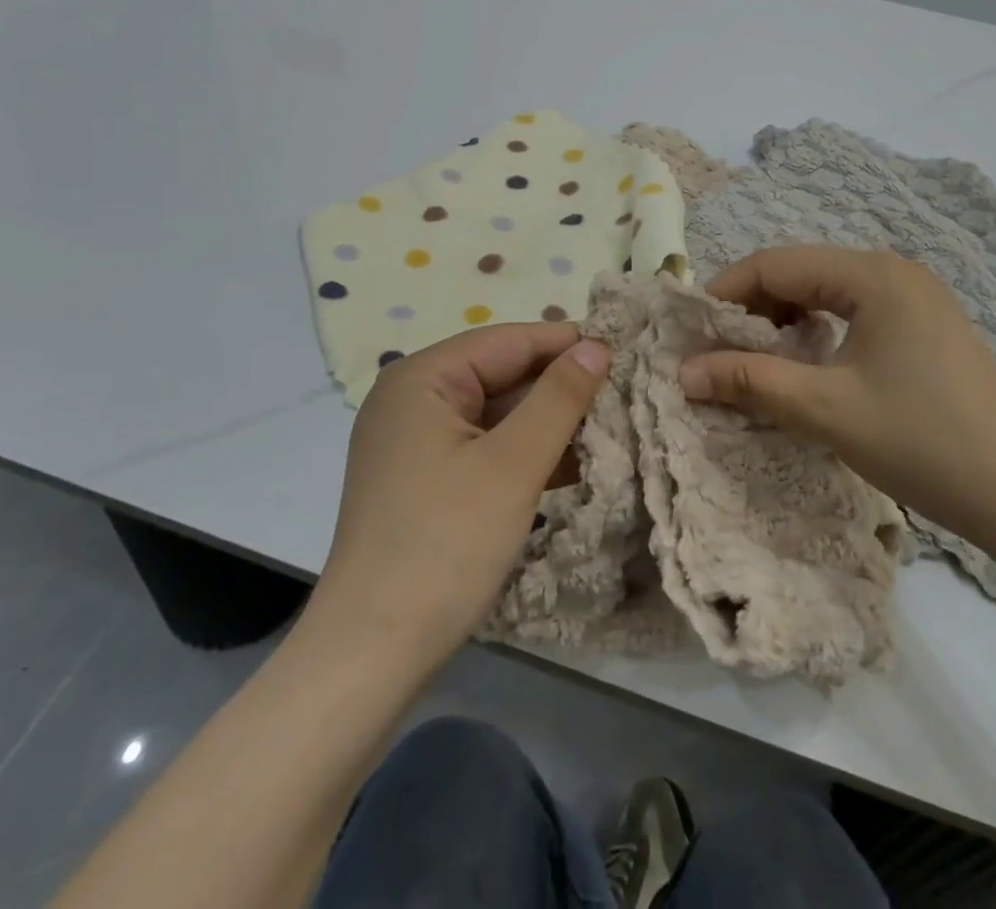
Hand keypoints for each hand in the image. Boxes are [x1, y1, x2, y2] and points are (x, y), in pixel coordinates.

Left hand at [310, 323, 609, 673]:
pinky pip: (483, 448)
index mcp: (421, 378)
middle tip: (623, 393)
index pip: (507, 340)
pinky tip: (573, 464)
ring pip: (495, 414)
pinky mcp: (423, 480)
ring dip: (547, 422)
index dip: (566, 344)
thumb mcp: (514, 465)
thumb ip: (559, 398)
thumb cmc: (445, 544)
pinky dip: (524, 453)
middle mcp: (412, 399)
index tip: (623, 351)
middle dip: (559, 387)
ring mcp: (414, 442)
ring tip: (610, 426)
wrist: (371, 654)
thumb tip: (596, 345)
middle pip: (500, 375)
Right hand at [679, 247, 995, 548]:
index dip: (725, 293)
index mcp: (871, 275)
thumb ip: (749, 381)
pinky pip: (854, 312)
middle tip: (719, 352)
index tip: (691, 332)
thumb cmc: (922, 441)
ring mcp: (916, 298)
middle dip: (753, 309)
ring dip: (784, 322)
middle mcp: (894, 272)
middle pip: (800, 273)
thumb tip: (683, 372)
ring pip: (826, 293)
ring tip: (759, 361)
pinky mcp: (926, 327)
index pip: (774, 264)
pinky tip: (810, 366)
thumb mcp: (826, 409)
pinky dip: (819, 333)